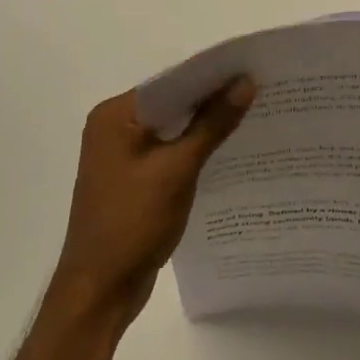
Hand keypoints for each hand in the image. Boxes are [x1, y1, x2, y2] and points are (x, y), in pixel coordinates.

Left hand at [49, 77, 256, 328]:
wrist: (99, 291)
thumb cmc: (133, 224)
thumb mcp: (178, 170)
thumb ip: (212, 124)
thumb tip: (246, 82)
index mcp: (114, 115)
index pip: (170, 82)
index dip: (211, 74)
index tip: (252, 68)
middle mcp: (113, 126)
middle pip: (171, 102)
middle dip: (212, 97)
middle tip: (260, 88)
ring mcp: (120, 154)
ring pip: (171, 126)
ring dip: (204, 123)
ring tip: (252, 112)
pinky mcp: (131, 177)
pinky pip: (167, 149)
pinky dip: (193, 146)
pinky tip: (226, 147)